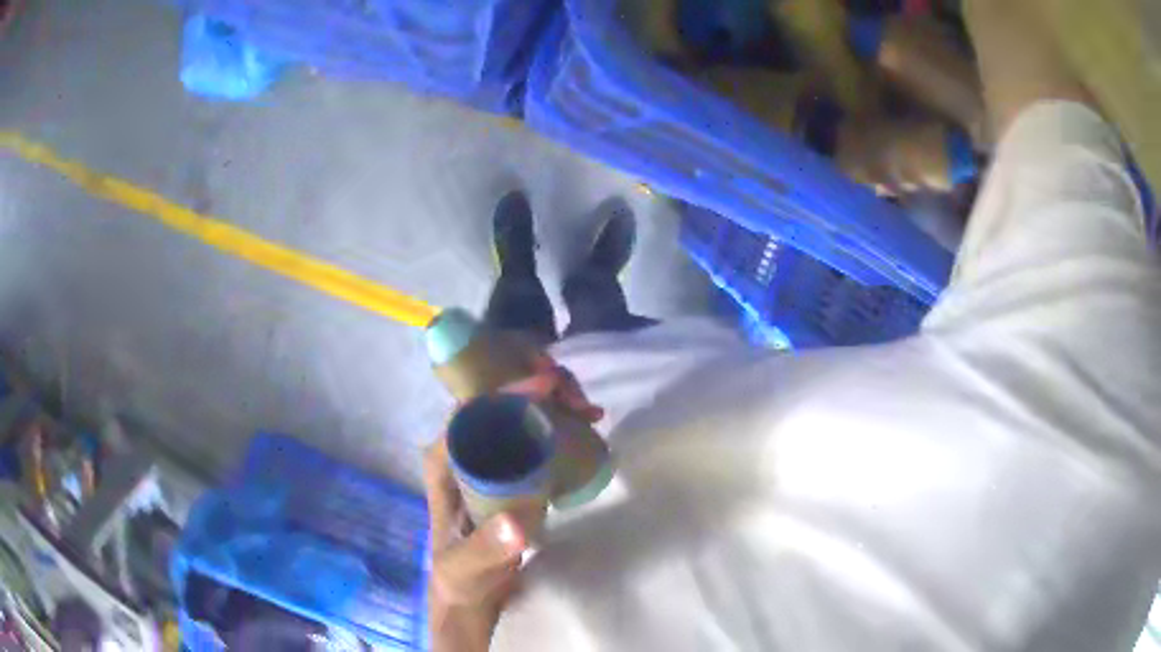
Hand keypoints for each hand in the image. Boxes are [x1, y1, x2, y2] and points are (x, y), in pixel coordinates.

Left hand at [424, 356, 603, 651]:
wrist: (472, 591)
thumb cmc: (461, 576)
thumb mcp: (468, 566)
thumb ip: (488, 549)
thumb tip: (518, 524)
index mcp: (444, 458)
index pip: (472, 406)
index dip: (509, 388)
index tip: (550, 386)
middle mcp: (462, 447)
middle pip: (500, 400)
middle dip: (541, 389)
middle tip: (581, 401)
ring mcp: (487, 455)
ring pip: (519, 411)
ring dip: (555, 402)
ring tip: (589, 411)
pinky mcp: (508, 467)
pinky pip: (533, 430)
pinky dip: (559, 421)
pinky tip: (585, 424)